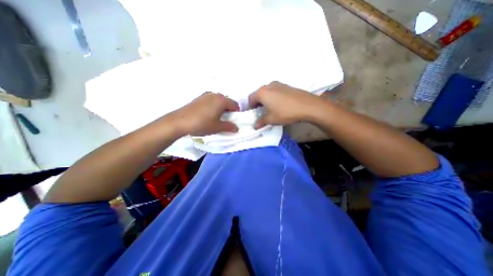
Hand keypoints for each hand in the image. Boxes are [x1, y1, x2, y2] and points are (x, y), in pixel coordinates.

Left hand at [169, 93, 239, 135]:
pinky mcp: (199, 98)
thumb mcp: (217, 127)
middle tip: (226, 119)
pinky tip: (208, 114)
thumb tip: (236, 128)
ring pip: (219, 101)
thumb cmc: (202, 123)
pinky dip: (214, 106)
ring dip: (221, 108)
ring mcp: (206, 95)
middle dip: (229, 110)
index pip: (235, 105)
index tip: (234, 120)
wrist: (180, 121)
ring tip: (217, 117)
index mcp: (222, 100)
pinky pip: (211, 101)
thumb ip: (229, 127)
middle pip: (227, 101)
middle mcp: (215, 95)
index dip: (237, 113)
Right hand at [248, 81, 321, 128]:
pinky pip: (275, 91)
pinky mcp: (287, 86)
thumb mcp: (271, 119)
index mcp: (262, 92)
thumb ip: (261, 122)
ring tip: (271, 109)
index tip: (254, 114)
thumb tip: (255, 126)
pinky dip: (274, 97)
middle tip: (261, 112)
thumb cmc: (285, 112)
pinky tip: (280, 105)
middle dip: (258, 103)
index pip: (251, 99)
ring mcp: (278, 84)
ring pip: (267, 92)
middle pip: (258, 94)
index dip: (250, 107)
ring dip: (266, 100)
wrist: (307, 105)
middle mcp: (268, 85)